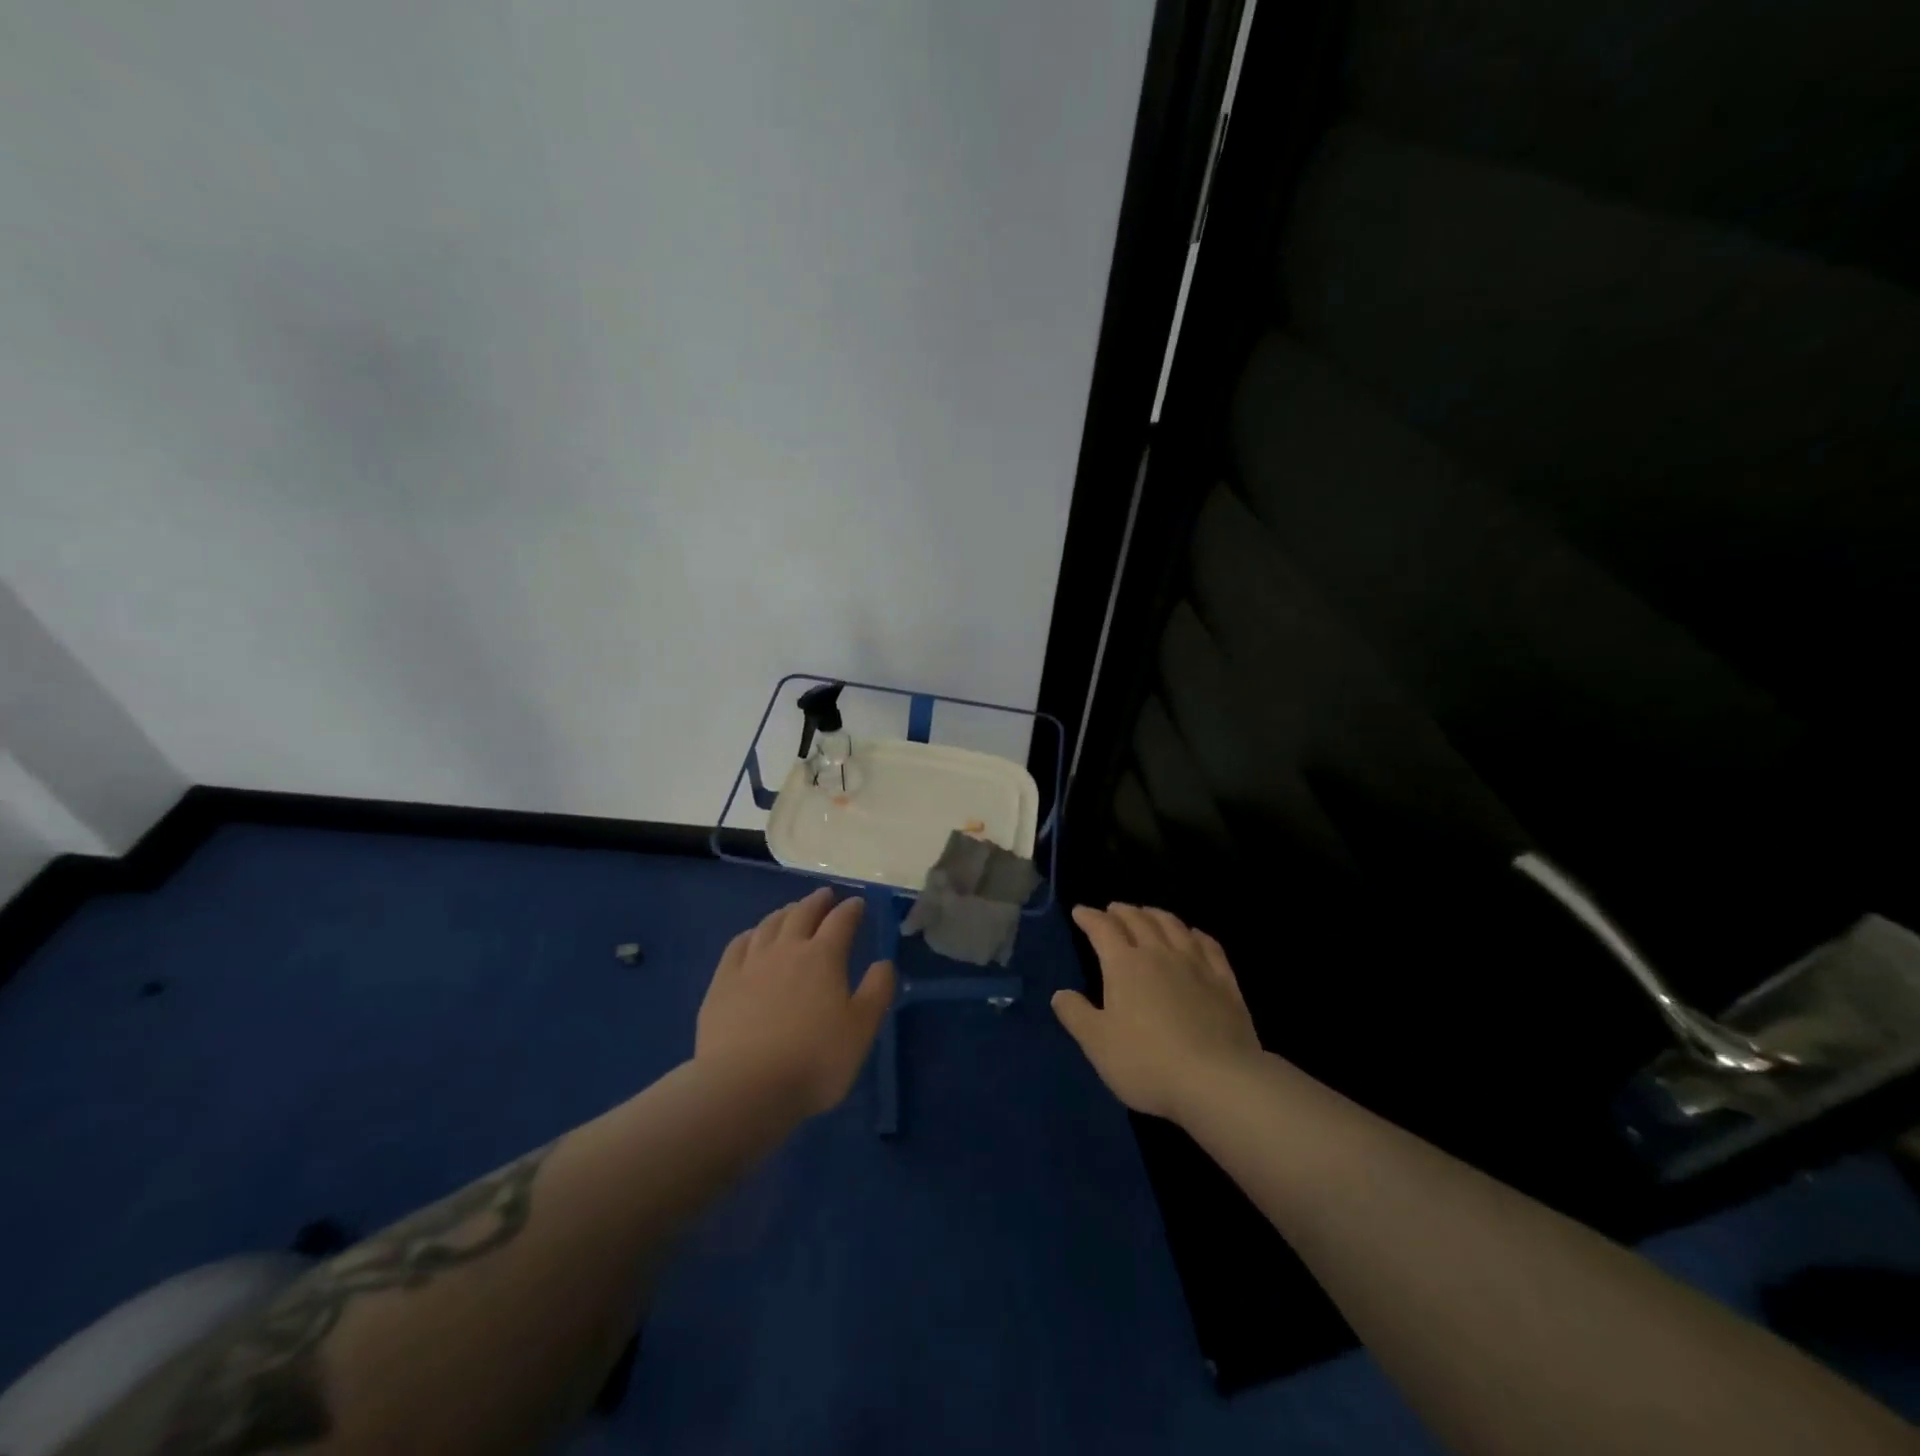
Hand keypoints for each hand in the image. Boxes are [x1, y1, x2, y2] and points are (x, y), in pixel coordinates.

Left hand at [696, 887, 896, 1117]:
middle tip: (825, 895)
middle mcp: (787, 949)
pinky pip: (738, 945)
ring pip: (769, 925)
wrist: (745, 1087)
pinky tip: (752, 937)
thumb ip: (876, 991)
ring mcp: (750, 964)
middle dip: (817, 902)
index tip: (857, 904)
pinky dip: (751, 934)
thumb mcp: (861, 1030)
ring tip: (792, 910)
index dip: (851, 909)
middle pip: (802, 914)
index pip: (841, 921)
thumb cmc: (814, 1060)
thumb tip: (884, 962)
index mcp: (823, 957)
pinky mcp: (722, 983)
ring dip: (785, 912)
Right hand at [1053, 903, 1264, 1121]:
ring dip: (1156, 914)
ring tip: (1147, 913)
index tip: (1079, 911)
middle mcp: (1159, 954)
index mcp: (1125, 965)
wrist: (1217, 1081)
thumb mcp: (1098, 1044)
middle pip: (1138, 920)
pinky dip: (1196, 934)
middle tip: (1112, 909)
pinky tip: (1193, 935)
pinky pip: (1209, 946)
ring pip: (1173, 926)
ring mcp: (1196, 965)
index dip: (1089, 917)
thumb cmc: (1147, 1063)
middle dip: (1121, 912)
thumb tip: (1060, 994)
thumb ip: (1076, 1015)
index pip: (1103, 929)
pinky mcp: (1225, 982)